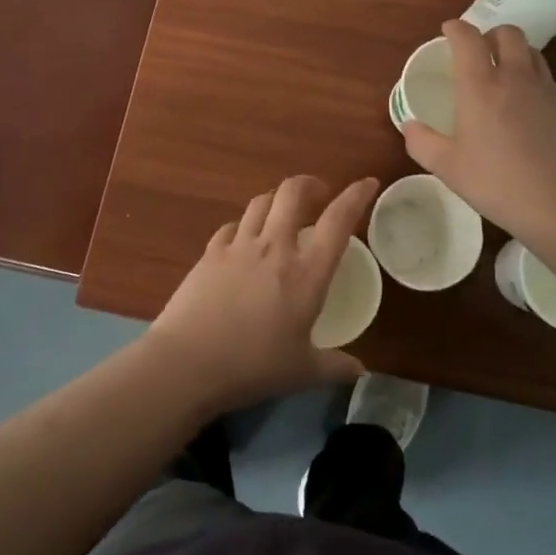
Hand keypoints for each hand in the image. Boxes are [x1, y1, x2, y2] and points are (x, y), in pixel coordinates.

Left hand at [148, 174, 376, 412]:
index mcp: (306, 274)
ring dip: (277, 200)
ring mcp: (239, 246)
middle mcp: (275, 248)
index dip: (356, 196)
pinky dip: (244, 225)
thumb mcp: (302, 372)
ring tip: (282, 213)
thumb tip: (359, 371)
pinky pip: (232, 225)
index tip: (368, 183)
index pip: (338, 221)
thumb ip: (334, 367)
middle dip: (309, 184)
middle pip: (293, 192)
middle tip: (318, 195)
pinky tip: (243, 239)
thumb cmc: (253, 367)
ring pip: (261, 202)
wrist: (187, 363)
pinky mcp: (210, 253)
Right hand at [401, 20, 555, 250]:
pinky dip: (531, 75)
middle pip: (507, 33)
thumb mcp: (447, 167)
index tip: (448, 31)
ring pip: (531, 51)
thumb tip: (409, 126)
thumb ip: (421, 142)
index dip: (456, 28)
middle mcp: (514, 77)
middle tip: (477, 52)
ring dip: (513, 52)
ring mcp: (545, 90)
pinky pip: (545, 76)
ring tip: (502, 72)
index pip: (468, 38)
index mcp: (480, 85)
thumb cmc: (497, 183)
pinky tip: (524, 102)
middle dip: (489, 35)